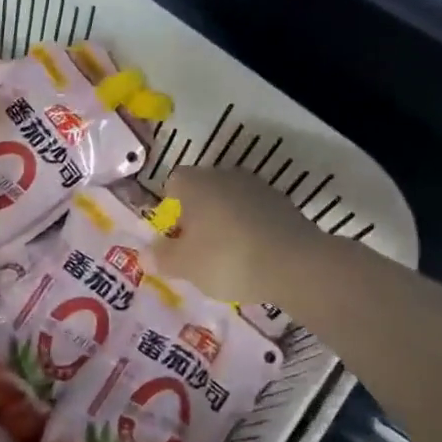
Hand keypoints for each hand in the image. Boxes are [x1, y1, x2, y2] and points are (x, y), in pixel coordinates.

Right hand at [150, 165, 325, 306]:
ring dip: (225, 222)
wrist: (295, 264)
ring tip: (226, 256)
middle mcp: (225, 175)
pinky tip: (253, 256)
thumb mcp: (184, 265)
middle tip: (197, 248)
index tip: (175, 235)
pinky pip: (255, 214)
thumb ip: (162, 257)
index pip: (174, 182)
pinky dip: (250, 230)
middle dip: (198, 215)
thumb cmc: (226, 258)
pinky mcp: (284, 204)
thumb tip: (146, 254)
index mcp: (195, 183)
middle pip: (203, 190)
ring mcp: (258, 187)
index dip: (171, 208)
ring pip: (230, 201)